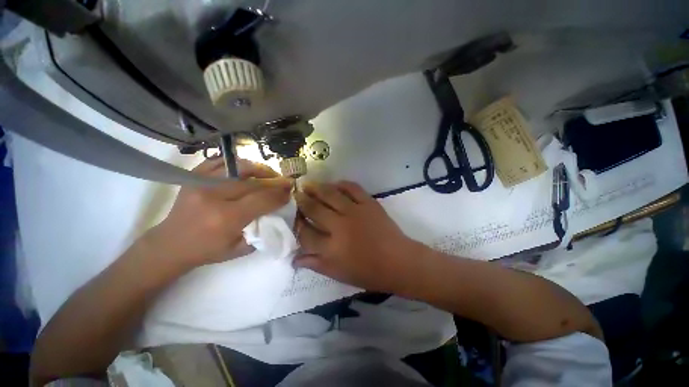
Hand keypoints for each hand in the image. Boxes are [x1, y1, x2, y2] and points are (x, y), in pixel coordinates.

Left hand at [146, 158, 291, 268]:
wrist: (170, 245)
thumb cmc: (207, 251)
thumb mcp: (240, 248)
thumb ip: (262, 230)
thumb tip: (279, 213)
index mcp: (226, 218)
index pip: (262, 199)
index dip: (279, 195)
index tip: (289, 193)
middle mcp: (214, 196)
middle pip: (253, 182)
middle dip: (274, 181)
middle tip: (284, 183)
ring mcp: (201, 182)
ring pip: (239, 167)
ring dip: (259, 169)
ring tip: (269, 174)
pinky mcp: (193, 177)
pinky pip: (220, 161)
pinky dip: (237, 163)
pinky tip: (246, 169)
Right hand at [294, 181, 423, 292]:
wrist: (399, 261)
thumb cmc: (368, 272)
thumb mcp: (339, 274)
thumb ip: (315, 264)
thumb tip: (294, 258)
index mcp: (331, 248)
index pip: (305, 233)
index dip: (296, 224)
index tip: (293, 218)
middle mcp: (340, 227)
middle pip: (314, 209)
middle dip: (302, 201)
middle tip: (296, 195)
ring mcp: (355, 212)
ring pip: (330, 195)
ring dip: (317, 188)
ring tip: (308, 185)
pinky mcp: (369, 204)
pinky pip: (353, 188)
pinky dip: (342, 184)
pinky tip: (335, 184)